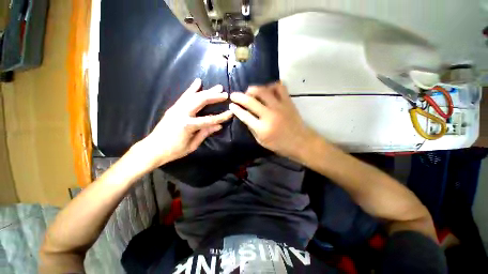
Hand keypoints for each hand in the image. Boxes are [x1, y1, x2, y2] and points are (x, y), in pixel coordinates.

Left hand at [139, 78, 231, 166]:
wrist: (153, 148)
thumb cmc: (174, 150)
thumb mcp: (193, 144)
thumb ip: (205, 133)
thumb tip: (219, 125)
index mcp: (188, 125)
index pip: (209, 119)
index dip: (221, 117)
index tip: (231, 112)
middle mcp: (182, 113)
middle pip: (201, 101)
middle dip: (214, 97)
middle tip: (225, 94)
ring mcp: (176, 108)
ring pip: (194, 96)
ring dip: (207, 91)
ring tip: (218, 87)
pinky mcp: (173, 107)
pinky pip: (185, 96)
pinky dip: (192, 88)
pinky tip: (198, 81)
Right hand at [229, 82, 317, 160]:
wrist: (300, 142)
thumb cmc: (279, 145)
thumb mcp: (261, 141)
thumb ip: (252, 128)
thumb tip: (244, 116)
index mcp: (262, 128)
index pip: (244, 115)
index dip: (236, 109)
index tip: (231, 105)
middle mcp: (269, 115)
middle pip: (250, 101)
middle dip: (239, 96)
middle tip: (234, 95)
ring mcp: (280, 106)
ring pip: (263, 91)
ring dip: (253, 89)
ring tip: (249, 92)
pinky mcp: (288, 102)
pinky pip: (279, 87)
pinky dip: (271, 86)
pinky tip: (267, 90)